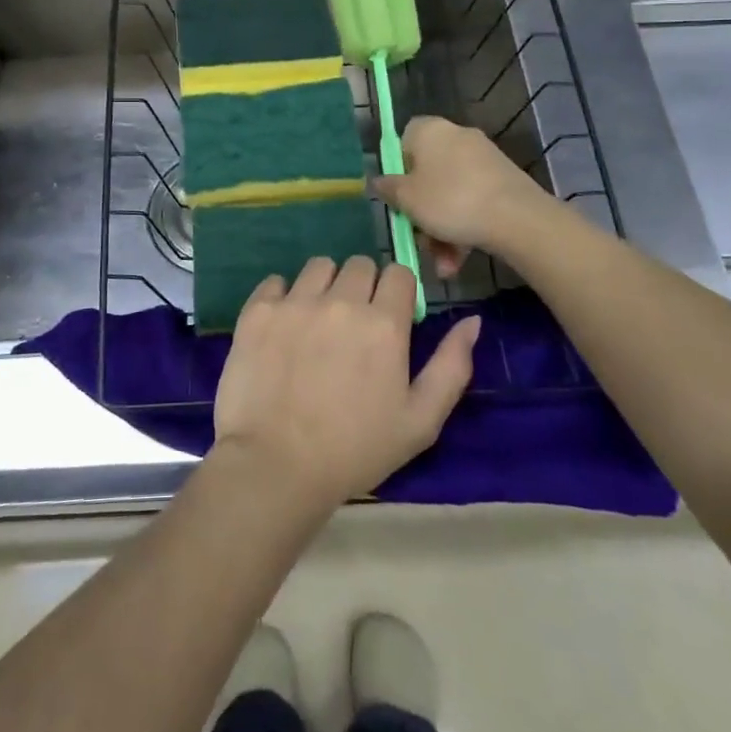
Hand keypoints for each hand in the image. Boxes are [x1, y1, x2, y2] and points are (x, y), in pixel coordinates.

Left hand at [211, 256, 480, 513]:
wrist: (276, 466)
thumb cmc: (355, 450)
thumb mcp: (420, 421)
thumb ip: (451, 366)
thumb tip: (472, 321)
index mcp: (384, 324)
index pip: (399, 273)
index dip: (398, 293)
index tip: (390, 318)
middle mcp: (341, 301)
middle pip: (360, 264)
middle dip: (363, 287)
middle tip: (353, 325)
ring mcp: (295, 302)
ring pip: (319, 266)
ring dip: (325, 286)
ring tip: (317, 322)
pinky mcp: (258, 310)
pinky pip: (276, 281)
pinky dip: (283, 296)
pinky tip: (283, 327)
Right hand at [374, 116, 551, 270]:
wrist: (517, 218)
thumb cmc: (451, 201)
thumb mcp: (407, 199)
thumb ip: (388, 188)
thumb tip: (378, 181)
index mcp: (430, 130)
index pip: (404, 139)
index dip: (397, 169)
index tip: (397, 196)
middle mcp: (457, 137)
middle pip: (427, 174)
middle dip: (421, 212)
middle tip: (418, 238)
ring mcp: (483, 159)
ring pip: (450, 195)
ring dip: (441, 230)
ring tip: (443, 264)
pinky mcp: (503, 181)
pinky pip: (472, 202)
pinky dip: (463, 228)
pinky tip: (459, 261)